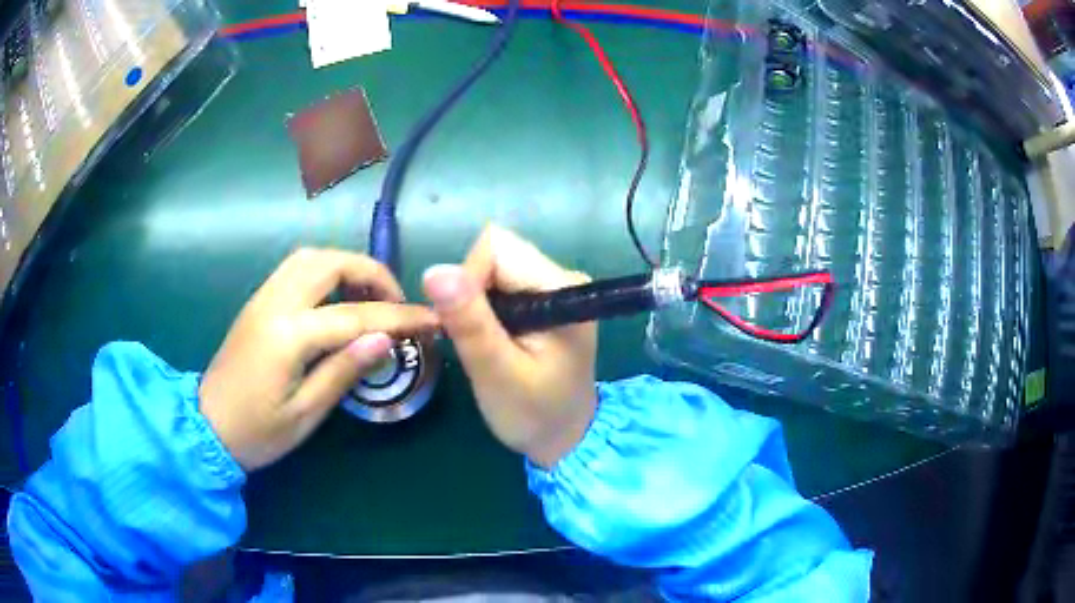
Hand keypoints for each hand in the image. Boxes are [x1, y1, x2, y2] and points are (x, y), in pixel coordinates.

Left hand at [199, 249, 437, 470]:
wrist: (207, 427)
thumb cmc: (257, 432)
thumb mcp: (305, 414)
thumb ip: (343, 371)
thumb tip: (384, 339)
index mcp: (287, 335)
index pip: (355, 315)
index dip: (399, 317)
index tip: (433, 320)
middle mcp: (274, 303)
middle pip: (329, 263)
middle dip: (371, 273)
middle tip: (396, 302)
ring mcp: (262, 298)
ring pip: (310, 258)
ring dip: (347, 266)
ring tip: (370, 297)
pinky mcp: (258, 302)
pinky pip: (296, 269)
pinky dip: (326, 272)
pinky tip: (338, 299)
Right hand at [422, 225, 596, 468]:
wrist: (566, 439)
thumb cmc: (534, 414)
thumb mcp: (497, 374)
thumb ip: (470, 323)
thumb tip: (435, 271)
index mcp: (561, 288)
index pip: (496, 248)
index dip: (468, 280)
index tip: (466, 326)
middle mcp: (563, 276)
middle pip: (496, 253)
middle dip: (471, 292)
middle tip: (476, 339)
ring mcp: (555, 286)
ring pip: (494, 267)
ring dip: (476, 302)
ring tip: (486, 344)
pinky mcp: (544, 299)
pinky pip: (501, 283)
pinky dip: (486, 307)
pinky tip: (495, 340)